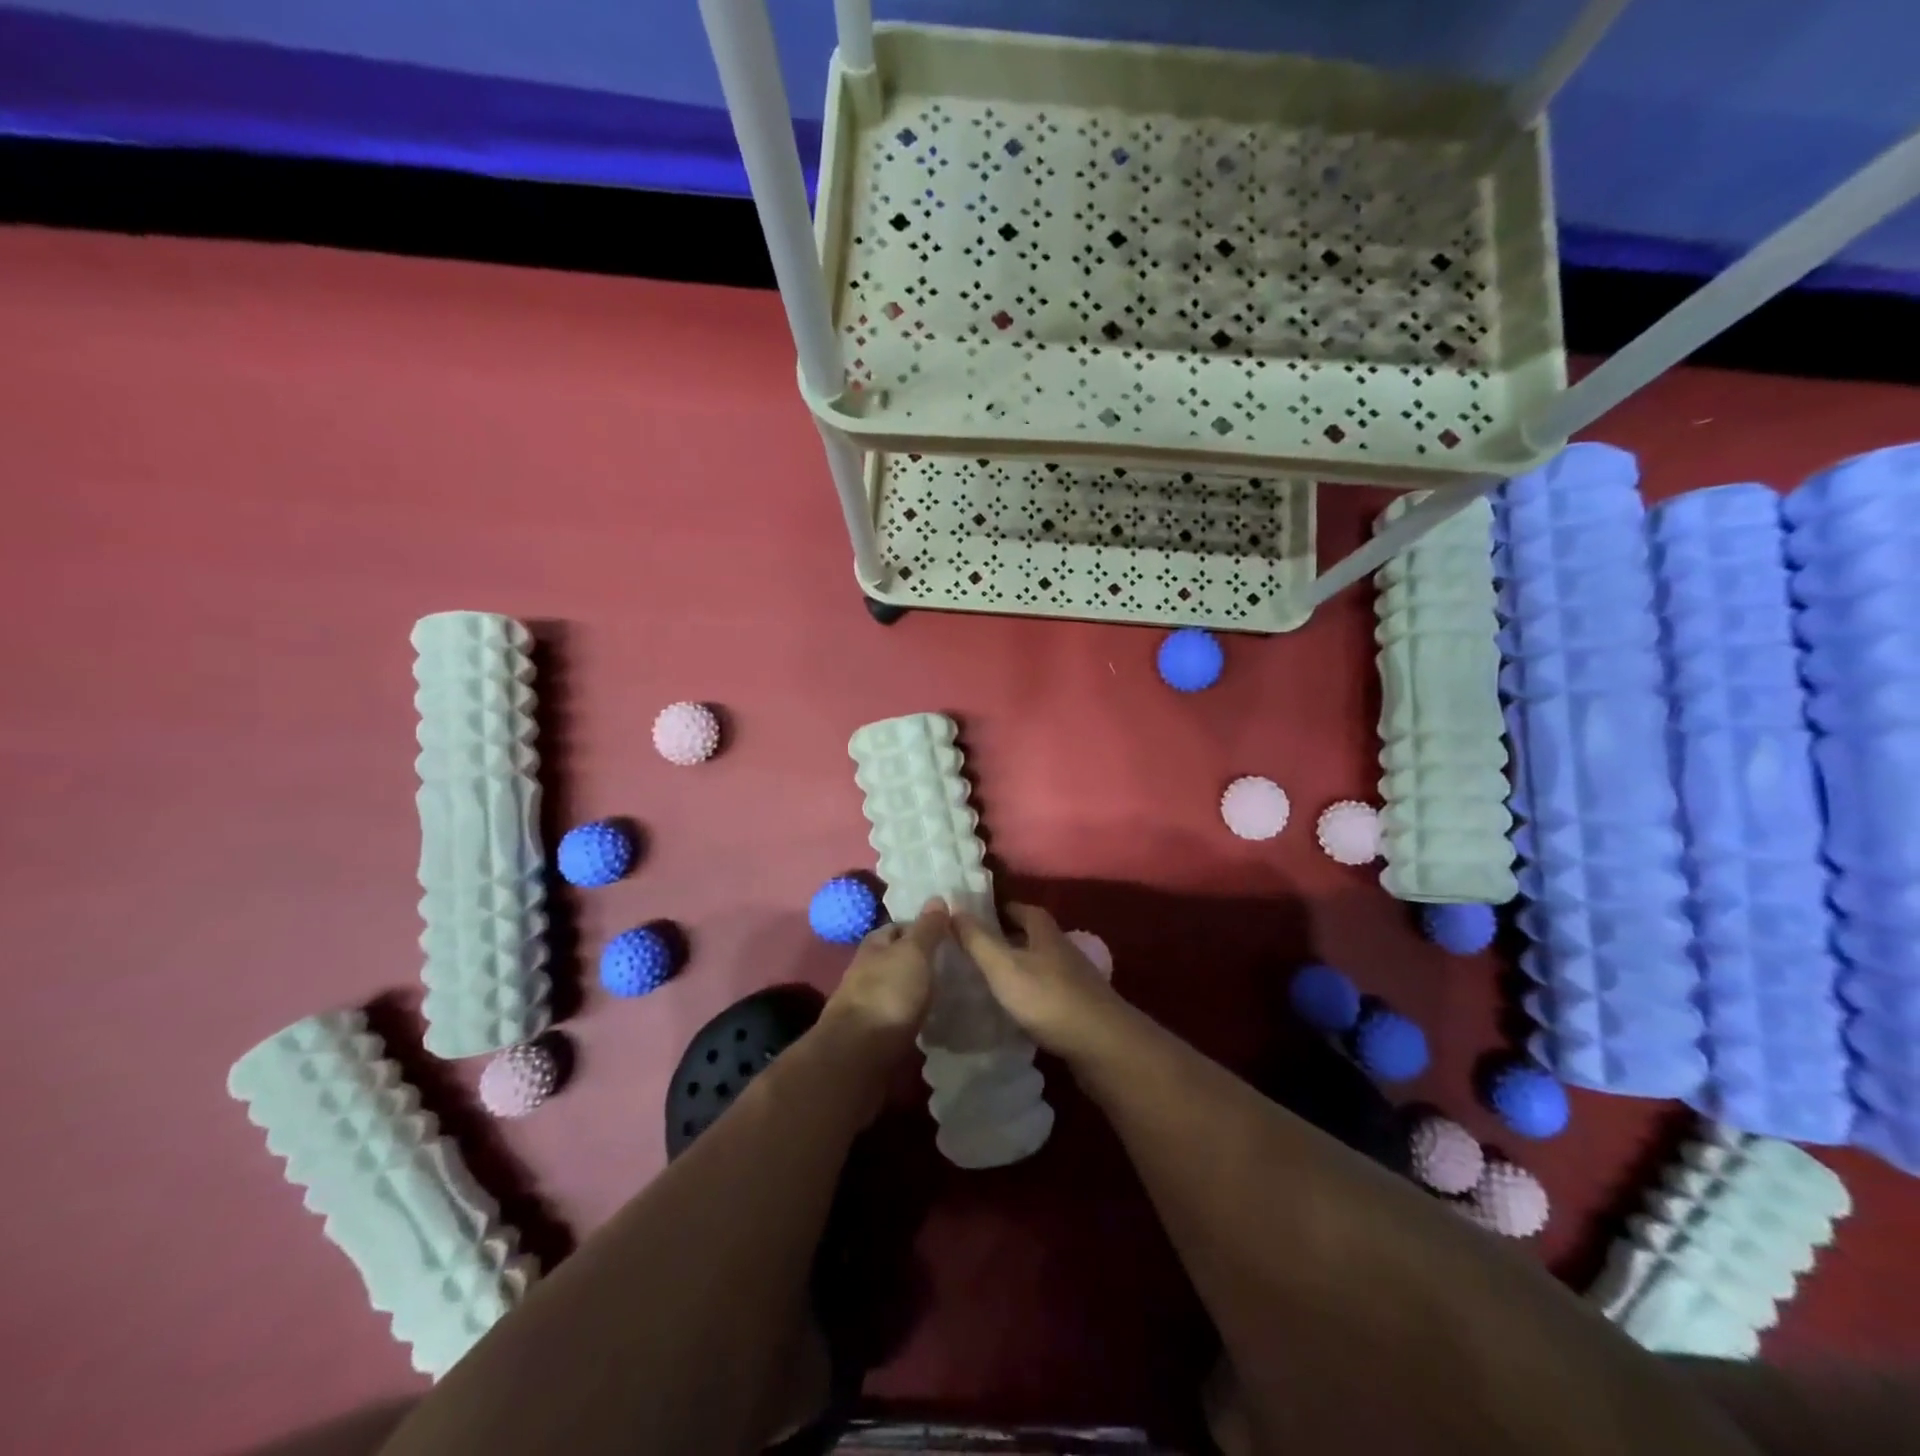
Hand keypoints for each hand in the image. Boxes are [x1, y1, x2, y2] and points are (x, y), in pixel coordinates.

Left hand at [820, 900, 949, 1064]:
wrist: (858, 1055)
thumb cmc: (887, 994)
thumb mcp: (913, 953)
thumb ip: (927, 929)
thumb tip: (937, 897)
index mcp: (873, 946)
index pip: (897, 927)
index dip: (920, 927)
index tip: (947, 933)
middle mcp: (866, 972)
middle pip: (896, 959)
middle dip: (920, 961)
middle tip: (954, 964)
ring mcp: (867, 1005)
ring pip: (897, 989)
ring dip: (917, 990)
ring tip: (950, 993)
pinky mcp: (872, 1036)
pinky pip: (898, 1018)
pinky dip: (913, 1016)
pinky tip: (933, 1022)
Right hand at [953, 903, 1132, 1065]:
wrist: (1101, 1044)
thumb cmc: (1047, 997)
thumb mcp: (1004, 966)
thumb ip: (978, 940)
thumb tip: (953, 908)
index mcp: (1045, 931)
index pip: (1020, 909)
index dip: (998, 910)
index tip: (972, 917)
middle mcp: (1062, 948)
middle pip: (1031, 936)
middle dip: (1005, 939)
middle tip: (973, 950)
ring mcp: (1074, 978)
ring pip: (1039, 965)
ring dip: (1017, 968)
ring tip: (987, 981)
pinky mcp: (1079, 1006)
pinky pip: (1047, 991)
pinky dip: (1029, 994)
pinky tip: (1014, 1010)